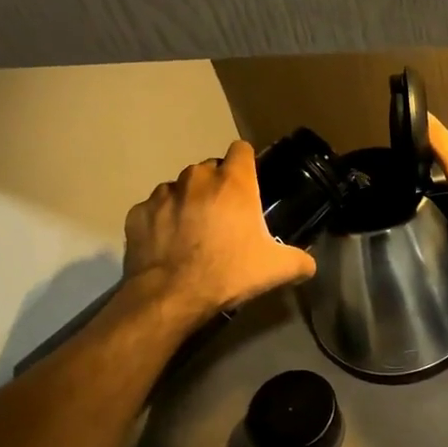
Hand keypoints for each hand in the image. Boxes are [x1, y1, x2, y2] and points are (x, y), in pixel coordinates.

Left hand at [123, 141, 316, 321]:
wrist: (171, 296)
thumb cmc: (228, 273)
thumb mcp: (276, 270)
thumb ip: (300, 261)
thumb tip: (309, 264)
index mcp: (233, 183)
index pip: (241, 150)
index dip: (246, 164)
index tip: (248, 183)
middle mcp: (197, 179)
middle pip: (209, 169)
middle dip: (215, 187)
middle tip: (222, 217)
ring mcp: (163, 194)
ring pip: (179, 188)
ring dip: (186, 202)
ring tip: (191, 232)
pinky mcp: (138, 213)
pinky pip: (152, 209)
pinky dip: (160, 221)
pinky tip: (166, 244)